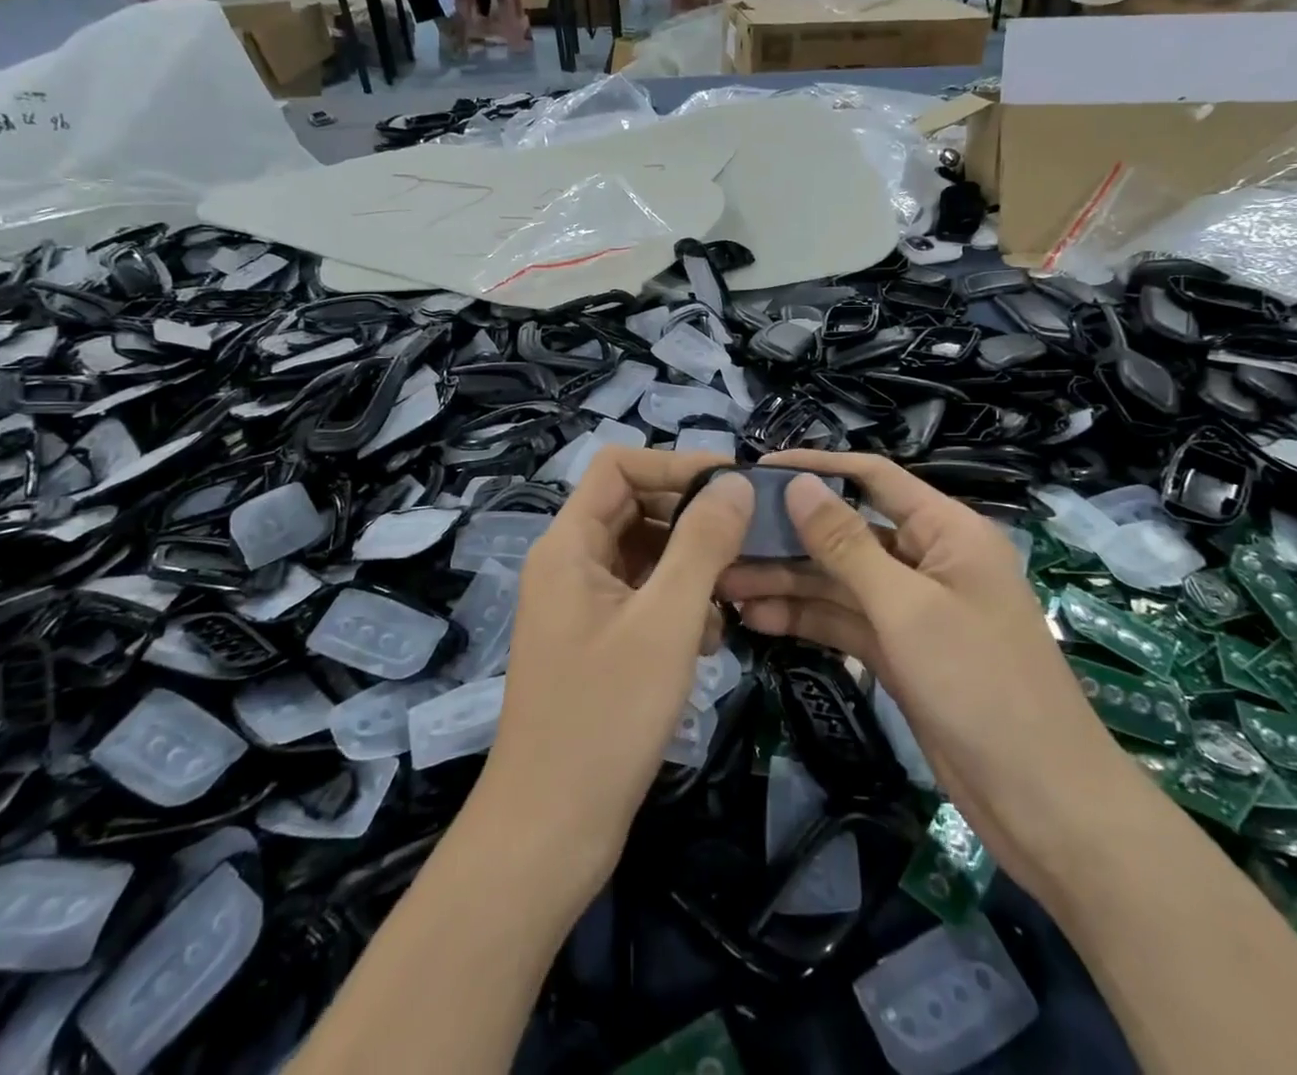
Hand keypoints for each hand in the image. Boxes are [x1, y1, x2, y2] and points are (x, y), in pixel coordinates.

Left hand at [484, 449, 748, 878]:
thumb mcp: (666, 621)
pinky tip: (708, 640)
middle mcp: (568, 564)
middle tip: (746, 541)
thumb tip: (736, 483)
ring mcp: (580, 605)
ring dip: (690, 565)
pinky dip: (677, 603)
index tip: (733, 487)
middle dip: (690, 518)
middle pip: (633, 507)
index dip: (674, 464)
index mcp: (569, 545)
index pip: (619, 466)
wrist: (549, 833)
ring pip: (643, 554)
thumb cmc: (606, 718)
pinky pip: (641, 596)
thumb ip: (703, 544)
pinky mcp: (595, 641)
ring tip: (731, 598)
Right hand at [719, 452, 1129, 875]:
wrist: (1043, 803)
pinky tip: (757, 620)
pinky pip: (844, 621)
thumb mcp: (906, 608)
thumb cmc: (981, 686)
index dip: (817, 467)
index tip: (758, 467)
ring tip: (725, 586)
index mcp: (946, 531)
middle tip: (725, 542)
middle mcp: (927, 560)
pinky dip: (805, 620)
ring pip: (839, 581)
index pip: (873, 478)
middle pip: (847, 533)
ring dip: (787, 583)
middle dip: (789, 538)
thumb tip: (799, 484)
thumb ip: (846, 544)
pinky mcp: (899, 651)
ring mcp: (912, 609)